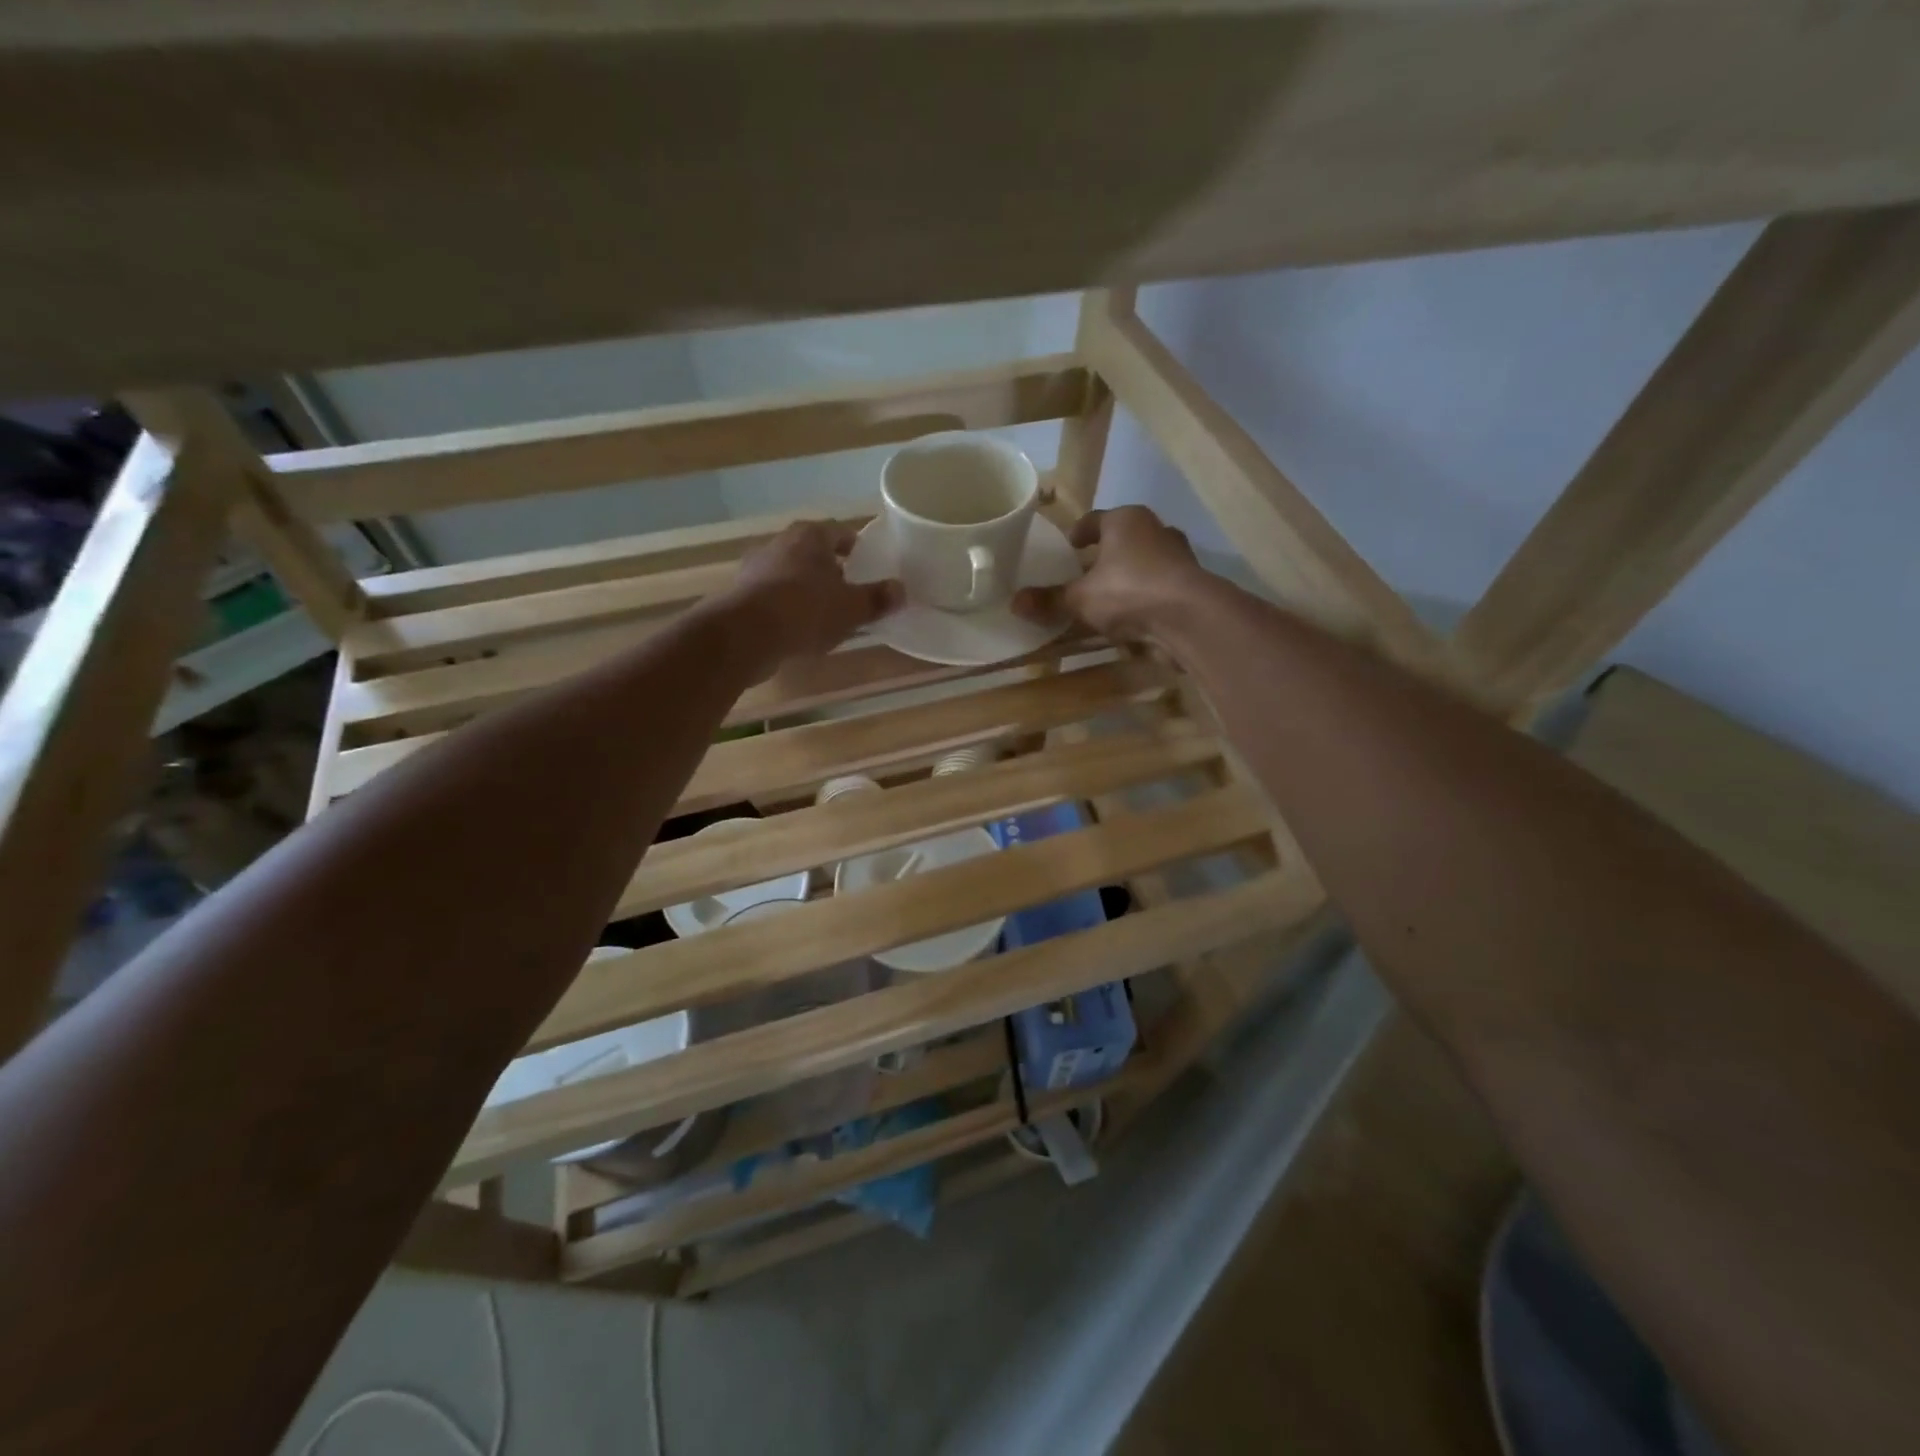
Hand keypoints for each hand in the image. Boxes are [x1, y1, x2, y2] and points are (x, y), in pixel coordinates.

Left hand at [721, 520, 902, 668]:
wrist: (745, 634)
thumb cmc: (805, 610)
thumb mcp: (851, 608)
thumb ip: (877, 599)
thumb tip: (901, 591)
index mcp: (810, 537)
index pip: (839, 532)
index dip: (856, 547)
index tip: (867, 564)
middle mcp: (781, 543)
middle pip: (813, 552)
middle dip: (830, 569)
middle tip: (849, 589)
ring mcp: (756, 568)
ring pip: (791, 573)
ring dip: (807, 589)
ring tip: (825, 613)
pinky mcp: (742, 594)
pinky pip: (774, 596)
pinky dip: (787, 607)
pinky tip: (798, 629)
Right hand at [1012, 506, 1208, 645]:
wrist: (1189, 619)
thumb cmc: (1129, 591)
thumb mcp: (1080, 598)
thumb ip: (1050, 600)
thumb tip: (1014, 602)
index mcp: (1126, 520)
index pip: (1095, 519)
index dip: (1078, 534)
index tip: (1068, 547)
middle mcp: (1156, 530)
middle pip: (1122, 541)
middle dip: (1104, 557)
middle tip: (1082, 576)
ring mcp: (1178, 558)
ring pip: (1143, 565)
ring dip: (1125, 580)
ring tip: (1104, 601)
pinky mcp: (1190, 587)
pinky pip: (1157, 590)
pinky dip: (1143, 601)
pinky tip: (1129, 621)